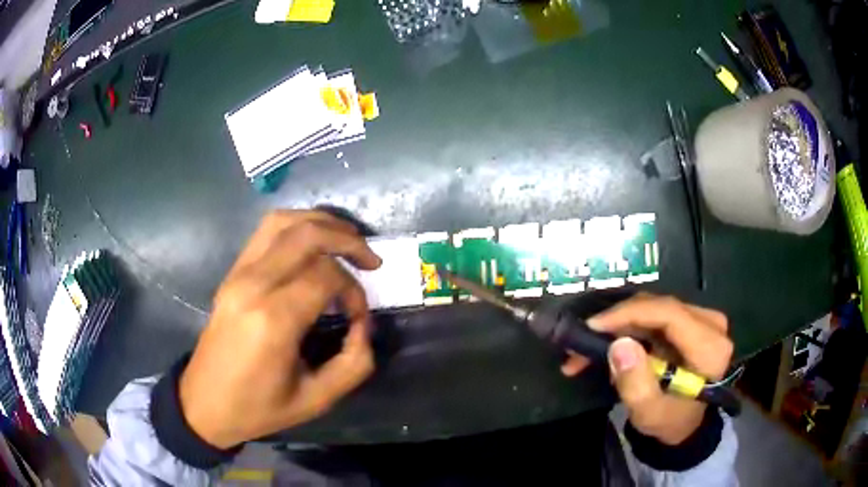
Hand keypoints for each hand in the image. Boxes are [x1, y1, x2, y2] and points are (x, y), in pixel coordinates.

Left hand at [178, 210, 381, 448]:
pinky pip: (266, 232)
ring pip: (284, 221)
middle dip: (347, 239)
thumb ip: (353, 363)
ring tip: (346, 241)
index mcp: (273, 319)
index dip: (354, 291)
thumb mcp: (316, 399)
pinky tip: (313, 246)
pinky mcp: (231, 273)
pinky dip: (297, 227)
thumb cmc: (258, 408)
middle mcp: (253, 284)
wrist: (205, 403)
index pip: (327, 276)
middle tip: (371, 260)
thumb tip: (364, 325)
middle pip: (307, 234)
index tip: (359, 317)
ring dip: (321, 223)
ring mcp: (238, 273)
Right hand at [561, 294, 732, 444]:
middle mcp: (711, 324)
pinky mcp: (692, 320)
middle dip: (617, 322)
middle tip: (580, 343)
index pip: (669, 313)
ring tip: (587, 351)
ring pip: (654, 309)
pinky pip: (656, 315)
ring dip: (619, 327)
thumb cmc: (670, 421)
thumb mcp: (650, 413)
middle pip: (659, 308)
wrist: (688, 423)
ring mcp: (703, 319)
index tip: (592, 326)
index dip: (629, 313)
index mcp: (709, 347)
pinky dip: (629, 329)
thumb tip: (618, 345)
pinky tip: (609, 346)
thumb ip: (635, 384)